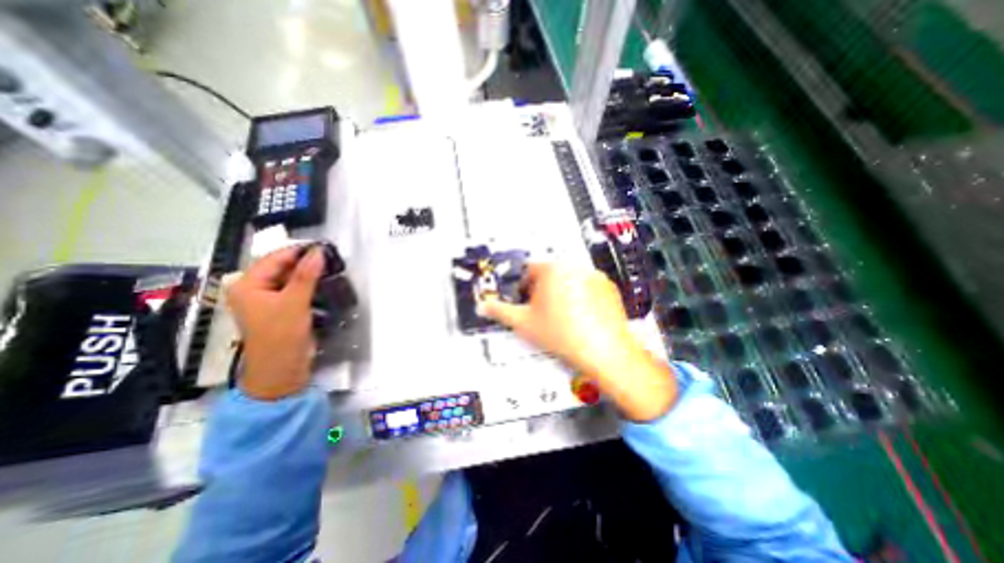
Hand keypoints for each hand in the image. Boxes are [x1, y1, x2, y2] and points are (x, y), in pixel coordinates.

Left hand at [224, 245, 322, 400]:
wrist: (282, 369)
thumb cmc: (282, 335)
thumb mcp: (295, 303)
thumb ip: (306, 275)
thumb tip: (318, 252)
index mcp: (248, 285)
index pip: (275, 258)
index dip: (299, 251)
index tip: (324, 246)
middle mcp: (255, 289)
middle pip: (281, 267)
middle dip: (305, 262)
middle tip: (331, 257)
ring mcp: (268, 300)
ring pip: (290, 278)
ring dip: (308, 273)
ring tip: (331, 267)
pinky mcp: (281, 309)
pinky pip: (295, 290)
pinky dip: (309, 285)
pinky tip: (324, 283)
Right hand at [475, 264, 672, 421]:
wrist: (602, 351)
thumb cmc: (563, 335)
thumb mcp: (523, 323)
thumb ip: (500, 311)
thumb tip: (485, 306)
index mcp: (551, 270)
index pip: (528, 269)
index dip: (522, 286)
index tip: (524, 300)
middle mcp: (573, 267)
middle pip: (548, 274)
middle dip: (541, 290)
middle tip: (541, 312)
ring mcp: (593, 276)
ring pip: (567, 280)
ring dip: (560, 292)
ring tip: (561, 317)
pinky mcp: (607, 287)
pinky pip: (586, 287)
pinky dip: (580, 297)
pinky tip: (579, 316)